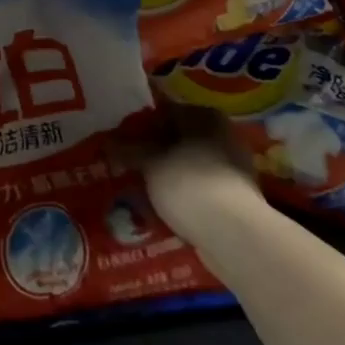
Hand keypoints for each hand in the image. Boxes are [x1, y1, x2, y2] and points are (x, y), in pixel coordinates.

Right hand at [120, 105, 265, 246]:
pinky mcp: (237, 198)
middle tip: (127, 166)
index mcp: (205, 115)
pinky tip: (164, 208)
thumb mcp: (150, 163)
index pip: (165, 111)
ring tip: (141, 191)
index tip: (119, 141)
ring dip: (168, 175)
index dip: (140, 126)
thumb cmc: (188, 183)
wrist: (233, 233)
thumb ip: (129, 150)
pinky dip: (183, 196)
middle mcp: (223, 135)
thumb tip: (108, 142)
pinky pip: (200, 190)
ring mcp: (233, 167)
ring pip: (189, 166)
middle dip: (154, 153)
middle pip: (179, 139)